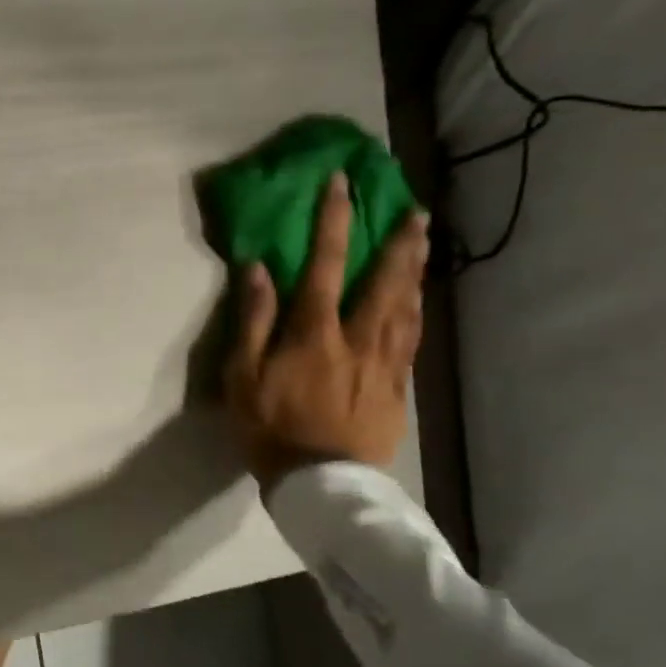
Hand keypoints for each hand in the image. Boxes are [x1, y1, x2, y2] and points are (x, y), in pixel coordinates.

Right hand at [226, 175, 426, 492]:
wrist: (319, 482)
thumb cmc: (270, 427)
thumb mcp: (242, 376)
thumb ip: (253, 321)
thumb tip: (258, 270)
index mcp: (315, 334)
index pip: (324, 265)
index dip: (332, 222)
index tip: (341, 184)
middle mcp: (357, 339)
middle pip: (385, 281)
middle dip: (399, 242)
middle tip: (414, 209)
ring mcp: (384, 363)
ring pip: (407, 307)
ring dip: (414, 270)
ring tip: (423, 243)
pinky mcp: (397, 387)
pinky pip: (411, 339)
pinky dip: (415, 310)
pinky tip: (417, 300)